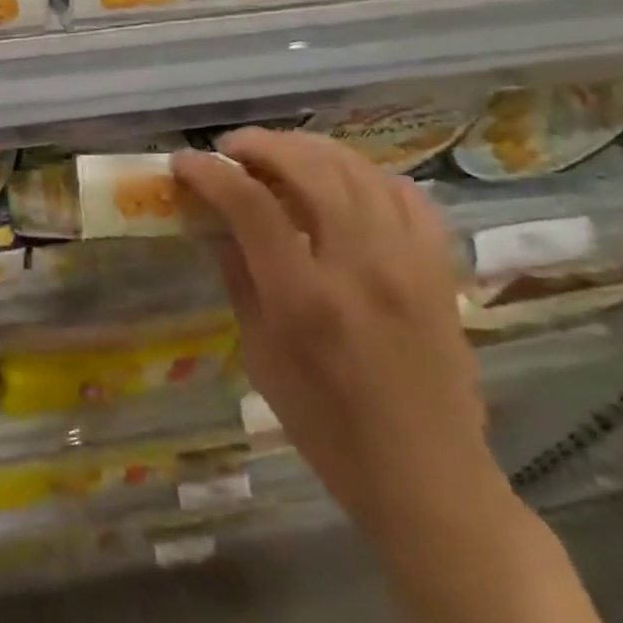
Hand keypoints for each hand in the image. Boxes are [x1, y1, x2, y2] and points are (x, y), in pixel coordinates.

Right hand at [172, 129, 500, 543]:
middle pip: (310, 168)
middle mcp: (360, 266)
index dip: (210, 172)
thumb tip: (218, 226)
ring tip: (278, 154)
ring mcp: (408, 263)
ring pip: (359, 170)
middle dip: (261, 145)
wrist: (427, 477)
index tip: (184, 162)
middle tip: (231, 149)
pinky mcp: (439, 270)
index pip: (250, 204)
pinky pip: (406, 196)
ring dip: (310, 149)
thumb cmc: (326, 427)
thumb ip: (240, 280)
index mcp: (305, 297)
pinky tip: (342, 182)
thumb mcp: (260, 356)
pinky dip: (366, 175)